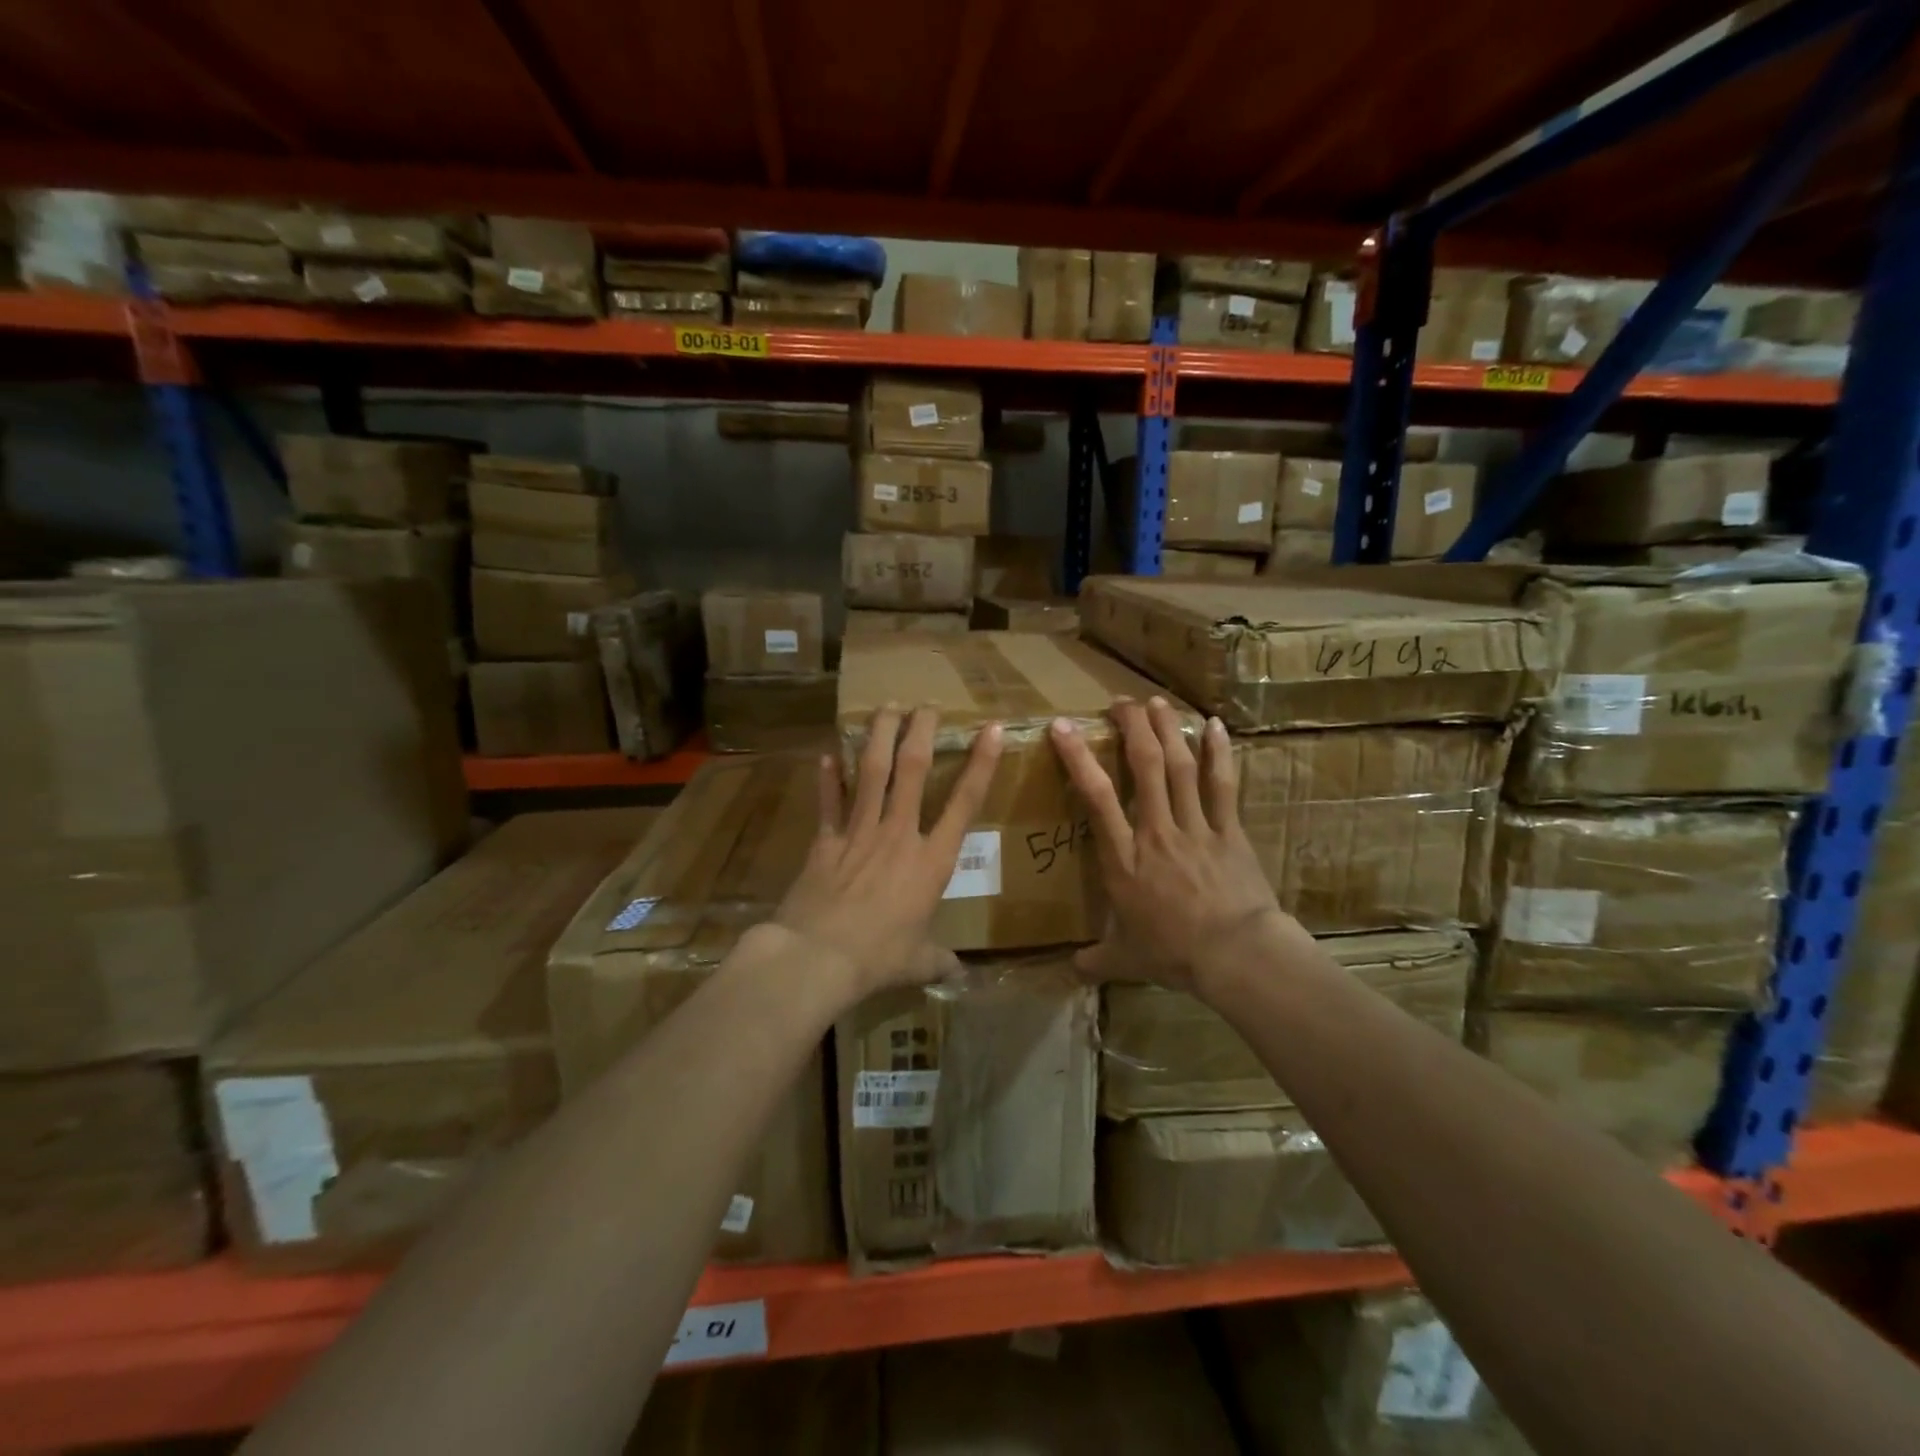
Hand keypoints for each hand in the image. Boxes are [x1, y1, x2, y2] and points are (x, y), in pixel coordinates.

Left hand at [775, 706, 1002, 996]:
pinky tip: (827, 754)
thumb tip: (957, 974)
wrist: (818, 956)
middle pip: (913, 770)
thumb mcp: (918, 962)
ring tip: (885, 707)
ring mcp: (859, 832)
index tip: (989, 729)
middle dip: (921, 731)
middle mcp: (898, 834)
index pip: (964, 803)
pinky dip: (828, 778)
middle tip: (926, 704)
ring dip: (879, 736)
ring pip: (871, 772)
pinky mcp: (825, 840)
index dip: (980, 764)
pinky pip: (829, 801)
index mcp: (931, 861)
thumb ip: (938, 960)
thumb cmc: (878, 958)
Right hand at [1051, 697, 1288, 996]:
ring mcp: (1195, 827)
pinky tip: (1214, 725)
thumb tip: (1071, 970)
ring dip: (1167, 730)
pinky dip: (1218, 753)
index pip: (1096, 797)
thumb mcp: (1126, 958)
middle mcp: (1156, 831)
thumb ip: (1096, 959)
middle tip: (1121, 702)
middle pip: (1145, 766)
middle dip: (1131, 727)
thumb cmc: (1174, 953)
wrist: (1236, 956)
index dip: (1078, 758)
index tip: (1062, 727)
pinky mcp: (1229, 831)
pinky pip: (1222, 785)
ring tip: (1156, 702)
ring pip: (1180, 767)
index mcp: (1124, 858)